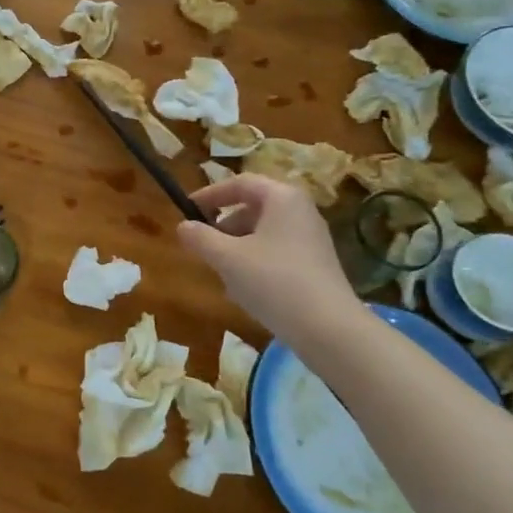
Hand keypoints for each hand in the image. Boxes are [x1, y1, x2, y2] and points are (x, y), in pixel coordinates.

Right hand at [178, 174, 361, 343]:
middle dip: (223, 226)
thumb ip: (200, 238)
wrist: (329, 329)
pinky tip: (244, 291)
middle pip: (252, 208)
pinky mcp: (315, 264)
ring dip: (236, 248)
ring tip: (221, 274)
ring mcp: (311, 239)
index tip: (187, 210)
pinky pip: (276, 252)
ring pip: (262, 233)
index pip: (240, 183)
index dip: (210, 194)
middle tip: (202, 246)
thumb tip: (183, 226)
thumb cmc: (273, 281)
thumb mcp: (227, 258)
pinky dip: (255, 263)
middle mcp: (300, 211)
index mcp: (282, 198)